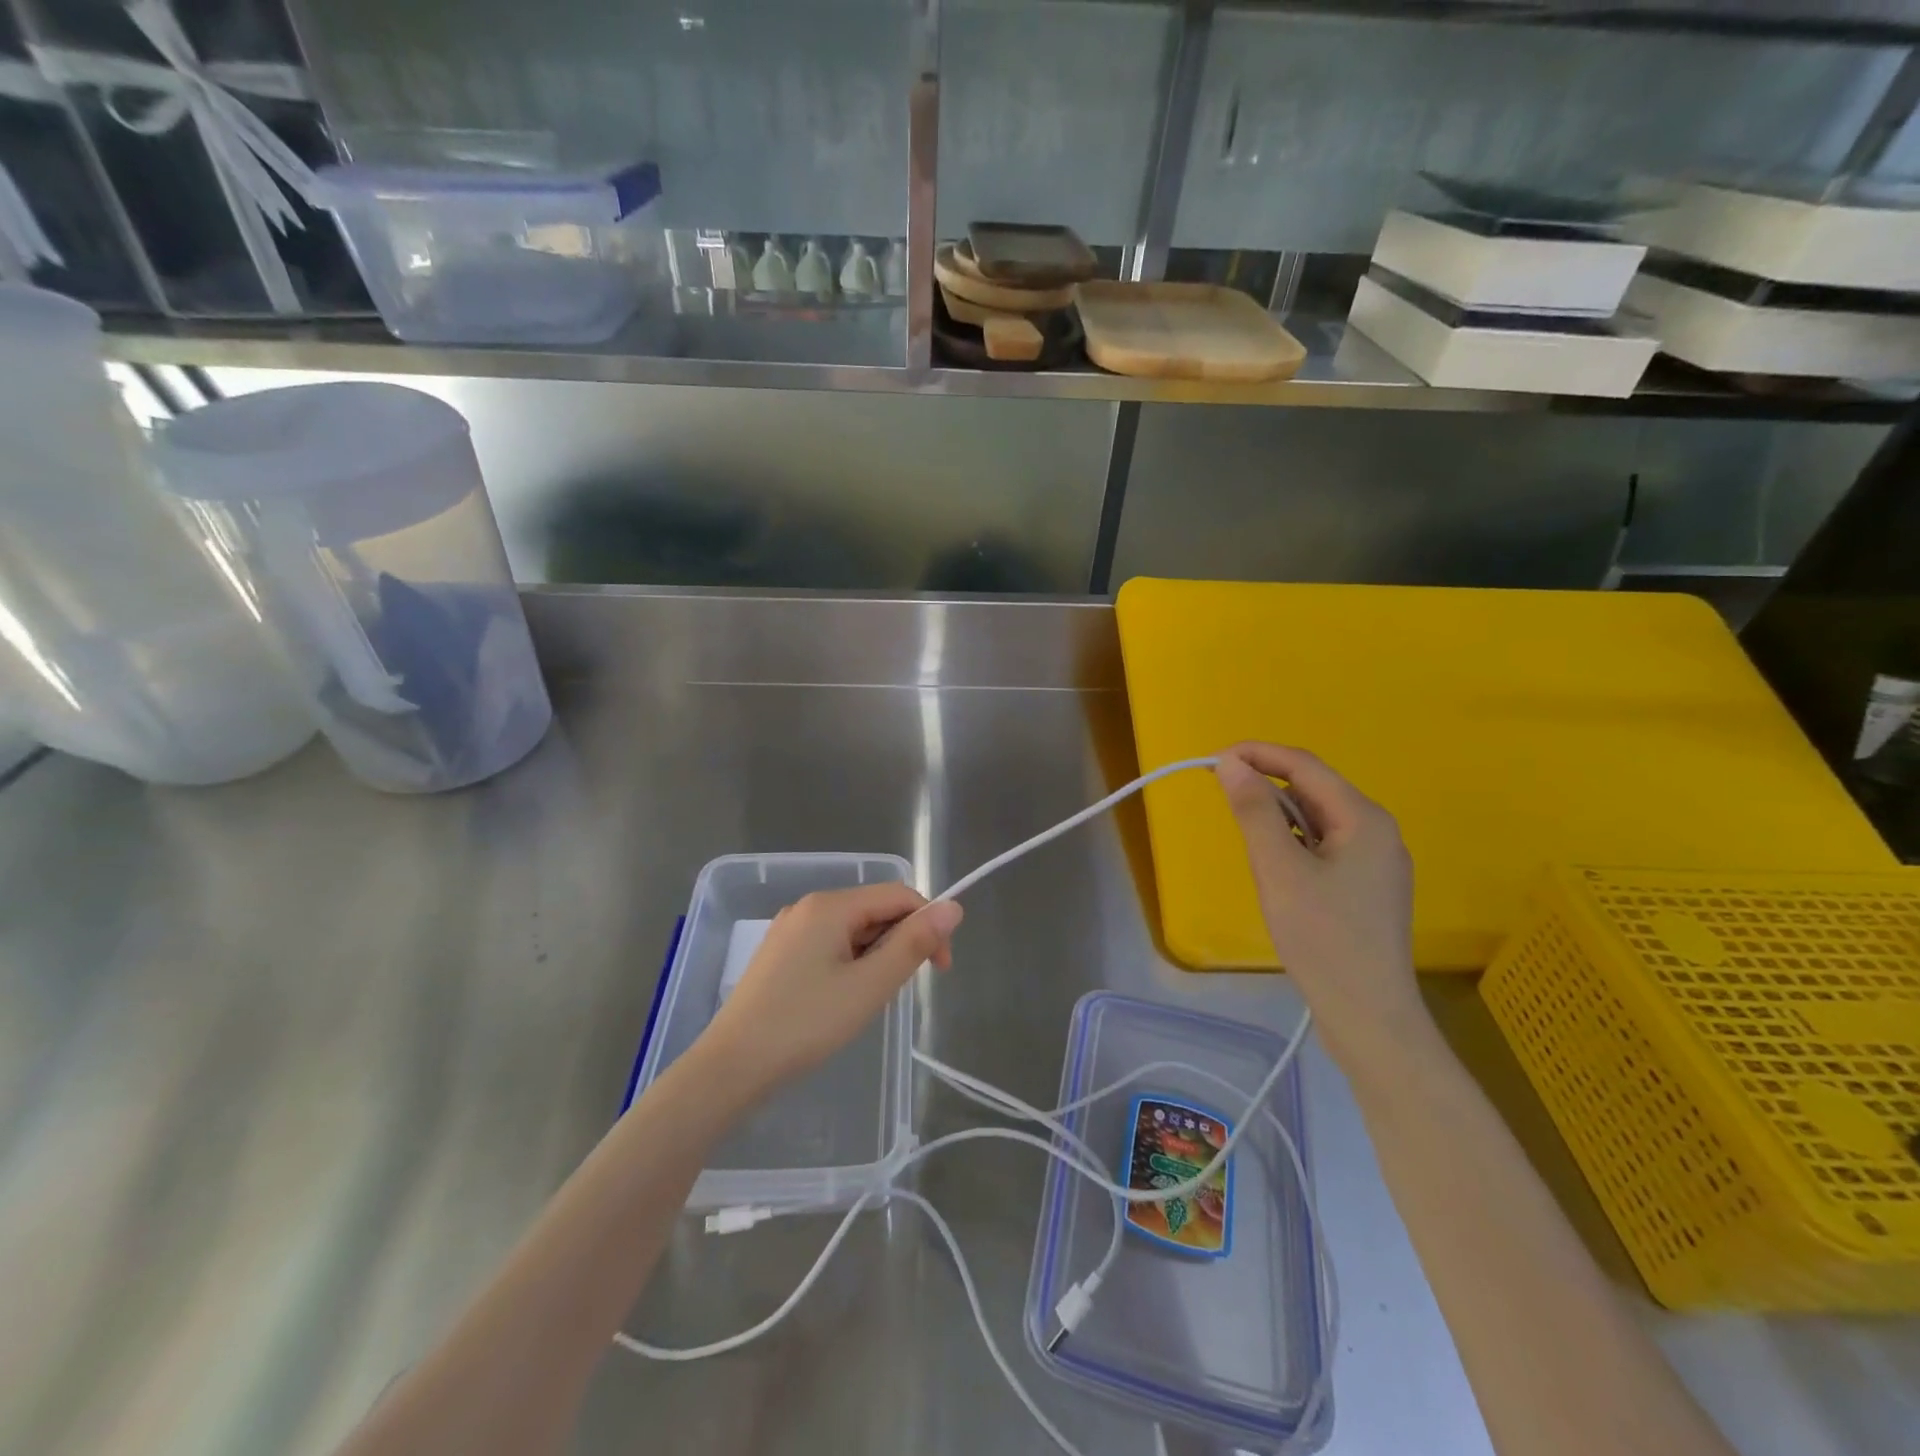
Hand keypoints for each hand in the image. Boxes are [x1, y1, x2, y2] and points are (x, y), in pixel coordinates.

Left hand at [695, 884, 962, 1105]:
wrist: (731, 1068)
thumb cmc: (806, 1024)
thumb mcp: (870, 986)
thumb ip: (914, 943)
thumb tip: (954, 907)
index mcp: (830, 905)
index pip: (899, 895)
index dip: (929, 925)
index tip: (940, 970)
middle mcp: (809, 906)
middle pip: (874, 909)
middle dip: (900, 943)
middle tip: (898, 992)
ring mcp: (790, 930)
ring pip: (853, 930)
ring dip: (876, 956)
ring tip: (868, 1001)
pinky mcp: (780, 954)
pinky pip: (830, 945)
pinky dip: (851, 964)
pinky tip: (842, 999)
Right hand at [1214, 742, 1429, 1065]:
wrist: (1368, 1015)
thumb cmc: (1322, 937)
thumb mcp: (1278, 869)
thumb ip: (1254, 811)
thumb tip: (1230, 763)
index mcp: (1364, 818)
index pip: (1305, 765)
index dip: (1257, 754)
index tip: (1212, 761)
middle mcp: (1377, 831)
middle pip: (1314, 789)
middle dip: (1266, 785)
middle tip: (1221, 795)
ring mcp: (1376, 861)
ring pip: (1318, 819)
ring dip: (1278, 815)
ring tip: (1244, 833)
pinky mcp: (1367, 888)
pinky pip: (1324, 846)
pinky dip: (1293, 842)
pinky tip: (1275, 865)